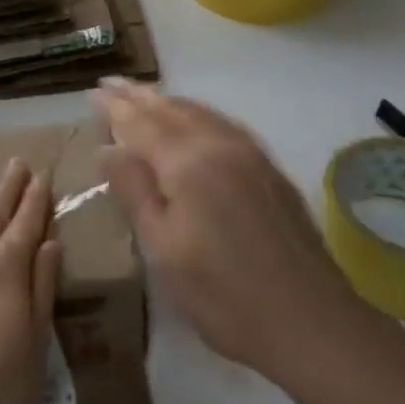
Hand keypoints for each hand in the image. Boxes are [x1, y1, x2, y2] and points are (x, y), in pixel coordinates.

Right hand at [96, 78, 362, 384]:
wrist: (312, 322)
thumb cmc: (224, 296)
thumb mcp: (164, 250)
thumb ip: (135, 192)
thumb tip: (107, 149)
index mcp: (187, 163)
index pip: (141, 122)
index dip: (114, 107)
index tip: (92, 91)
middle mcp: (219, 144)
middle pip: (171, 109)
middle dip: (138, 94)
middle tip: (110, 82)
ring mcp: (250, 154)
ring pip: (200, 112)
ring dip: (167, 100)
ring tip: (144, 95)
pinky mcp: (269, 169)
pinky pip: (223, 123)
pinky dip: (197, 113)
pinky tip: (194, 120)